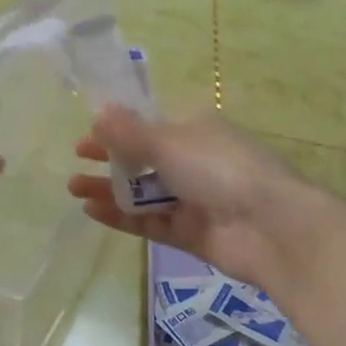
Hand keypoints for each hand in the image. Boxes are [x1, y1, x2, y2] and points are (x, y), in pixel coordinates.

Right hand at [67, 107, 338, 292]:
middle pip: (144, 159)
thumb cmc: (220, 169)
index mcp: (196, 131)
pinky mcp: (189, 233)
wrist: (272, 227)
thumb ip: (130, 132)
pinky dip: (121, 216)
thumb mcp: (169, 142)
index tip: (88, 134)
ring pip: (143, 193)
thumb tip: (99, 111)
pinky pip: (148, 221)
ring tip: (73, 188)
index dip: (119, 129)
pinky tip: (91, 211)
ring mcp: (193, 200)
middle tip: (76, 161)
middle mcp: (195, 162)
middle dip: (110, 159)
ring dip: (109, 188)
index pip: (151, 126)